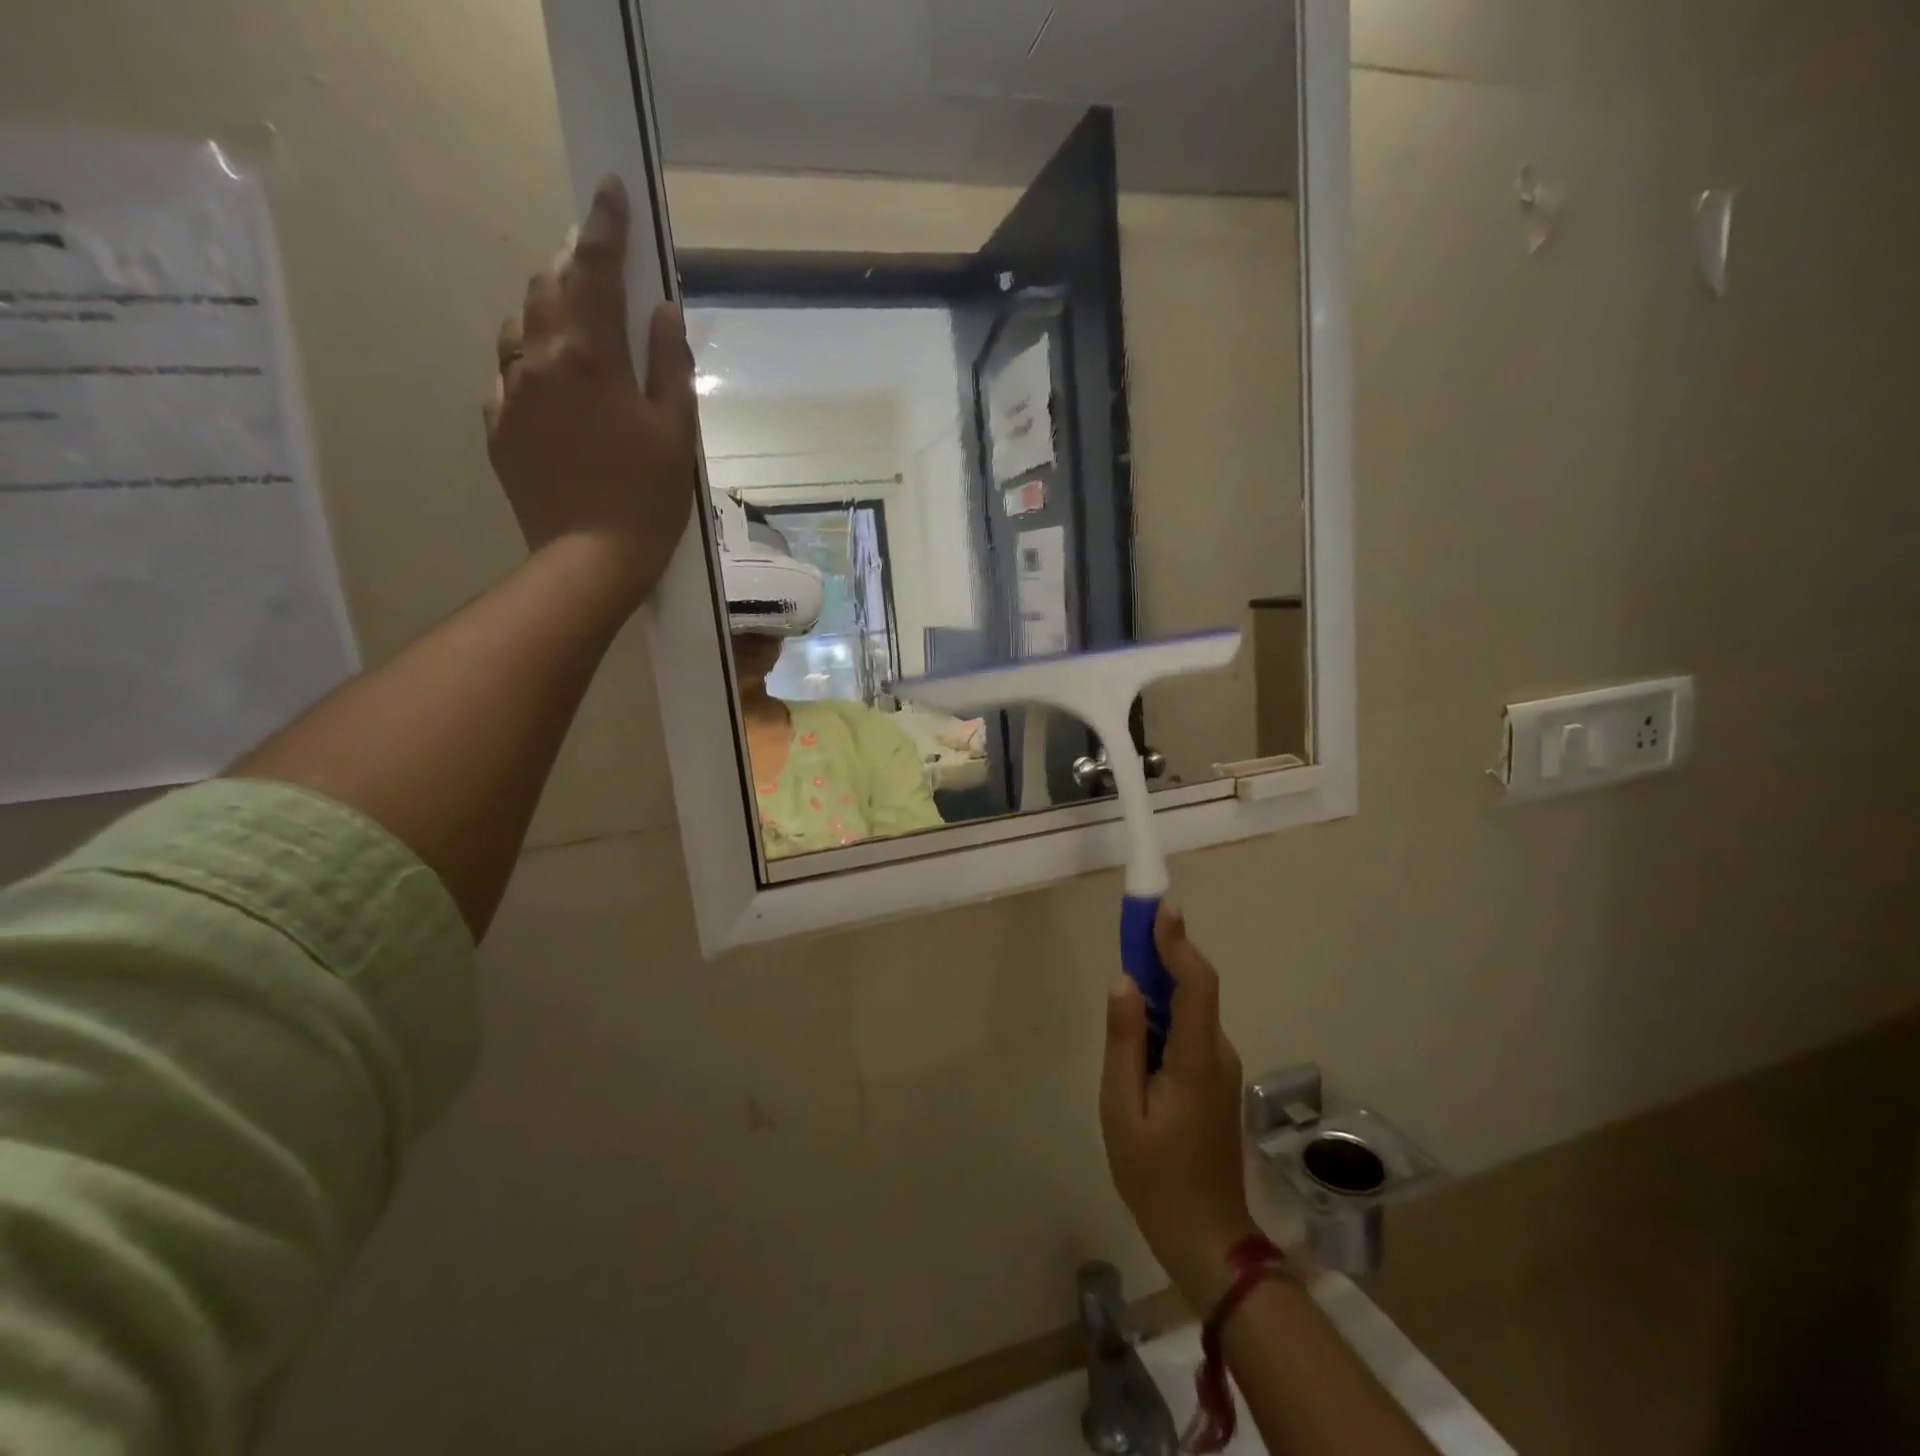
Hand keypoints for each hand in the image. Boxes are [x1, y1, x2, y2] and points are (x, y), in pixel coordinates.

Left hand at [485, 175, 698, 605]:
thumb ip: (670, 366)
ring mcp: (511, 393)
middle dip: (574, 272)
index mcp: (591, 357)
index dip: (605, 226)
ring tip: (578, 337)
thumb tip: (663, 311)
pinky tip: (555, 391)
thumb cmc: (648, 499)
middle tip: (600, 279)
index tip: (609, 189)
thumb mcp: (677, 434)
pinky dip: (532, 366)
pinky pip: (509, 376)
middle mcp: (540, 360)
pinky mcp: (498, 427)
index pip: (596, 270)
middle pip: (548, 289)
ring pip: (520, 328)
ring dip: (549, 316)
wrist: (590, 559)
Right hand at [1101, 904, 1260, 1311]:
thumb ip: (1123, 1041)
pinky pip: (1188, 1029)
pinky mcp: (1214, 1078)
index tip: (1160, 906)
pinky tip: (1136, 1029)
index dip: (1178, 942)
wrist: (1206, 1236)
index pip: (1196, 983)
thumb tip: (1124, 981)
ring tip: (1123, 984)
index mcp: (1197, 1058)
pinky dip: (1163, 1013)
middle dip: (1163, 953)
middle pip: (1194, 987)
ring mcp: (1220, 1066)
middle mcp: (1218, 1052)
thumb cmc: (1155, 1176)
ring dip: (1160, 984)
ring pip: (1190, 1008)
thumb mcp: (1122, 1109)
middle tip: (1129, 930)